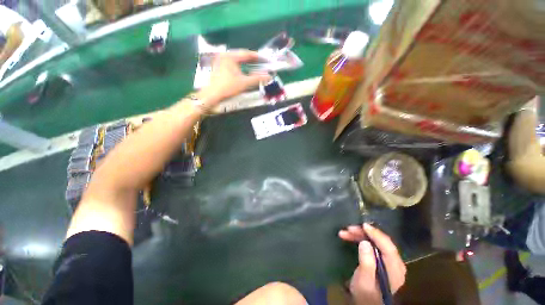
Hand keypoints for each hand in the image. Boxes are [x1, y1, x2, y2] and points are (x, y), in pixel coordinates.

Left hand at [198, 49, 269, 105]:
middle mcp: (225, 55)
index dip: (257, 56)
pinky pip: (231, 63)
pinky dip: (239, 65)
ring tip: (253, 66)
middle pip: (241, 55)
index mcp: (230, 56)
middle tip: (261, 63)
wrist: (213, 94)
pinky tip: (243, 70)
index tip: (265, 59)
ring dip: (245, 63)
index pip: (247, 53)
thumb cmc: (228, 87)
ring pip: (236, 59)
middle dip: (251, 59)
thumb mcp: (244, 83)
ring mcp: (220, 60)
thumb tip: (268, 76)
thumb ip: (257, 79)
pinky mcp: (218, 65)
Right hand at [338, 224, 405, 304]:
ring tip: (345, 232)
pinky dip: (361, 239)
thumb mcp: (364, 281)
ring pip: (375, 242)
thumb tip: (365, 242)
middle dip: (364, 233)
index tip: (363, 225)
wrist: (366, 303)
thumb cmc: (365, 295)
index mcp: (395, 269)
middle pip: (381, 242)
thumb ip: (367, 262)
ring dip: (360, 235)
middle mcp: (395, 263)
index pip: (388, 247)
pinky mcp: (382, 260)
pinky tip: (351, 237)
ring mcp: (389, 261)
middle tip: (348, 229)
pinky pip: (372, 245)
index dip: (376, 234)